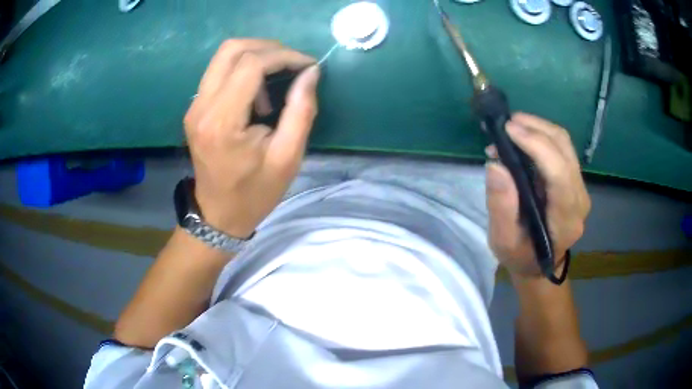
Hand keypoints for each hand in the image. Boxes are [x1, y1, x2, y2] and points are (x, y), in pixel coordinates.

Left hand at [184, 39, 319, 237]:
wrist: (219, 214)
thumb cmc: (255, 192)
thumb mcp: (288, 157)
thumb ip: (301, 110)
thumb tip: (310, 72)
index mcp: (222, 122)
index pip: (251, 64)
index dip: (284, 56)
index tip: (308, 66)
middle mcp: (201, 107)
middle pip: (232, 49)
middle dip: (269, 48)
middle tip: (294, 64)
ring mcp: (194, 106)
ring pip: (223, 55)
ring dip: (255, 56)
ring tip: (276, 80)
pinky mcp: (195, 107)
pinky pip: (218, 71)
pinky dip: (243, 68)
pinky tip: (257, 92)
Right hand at [485, 113, 590, 276]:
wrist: (540, 264)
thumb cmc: (521, 256)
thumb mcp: (503, 242)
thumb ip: (501, 207)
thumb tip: (496, 165)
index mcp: (566, 218)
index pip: (559, 173)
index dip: (536, 146)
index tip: (508, 129)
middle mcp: (579, 198)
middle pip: (564, 149)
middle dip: (535, 128)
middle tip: (506, 124)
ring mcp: (580, 187)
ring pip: (564, 143)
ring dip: (538, 128)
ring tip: (512, 127)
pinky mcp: (574, 180)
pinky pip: (561, 148)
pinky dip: (541, 136)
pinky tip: (523, 137)